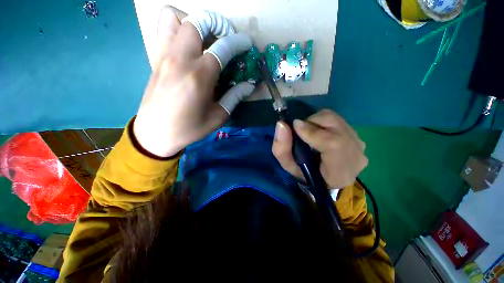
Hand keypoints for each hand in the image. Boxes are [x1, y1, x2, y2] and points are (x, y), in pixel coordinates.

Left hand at [133, 7, 253, 156]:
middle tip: (226, 38)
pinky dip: (177, 27)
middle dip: (218, 24)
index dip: (238, 42)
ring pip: (175, 17)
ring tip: (205, 38)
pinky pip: (163, 28)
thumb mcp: (217, 117)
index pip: (222, 47)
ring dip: (194, 21)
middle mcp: (180, 59)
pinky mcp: (155, 58)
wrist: (155, 133)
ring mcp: (164, 55)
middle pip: (198, 21)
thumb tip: (249, 85)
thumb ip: (234, 97)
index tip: (247, 43)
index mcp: (199, 77)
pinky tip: (188, 45)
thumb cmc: (189, 128)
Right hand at [272, 109, 367, 187]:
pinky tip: (319, 133)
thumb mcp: (289, 166)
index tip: (295, 126)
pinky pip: (338, 120)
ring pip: (335, 119)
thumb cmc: (305, 174)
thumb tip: (281, 124)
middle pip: (334, 125)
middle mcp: (355, 156)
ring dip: (317, 121)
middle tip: (300, 130)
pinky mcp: (358, 136)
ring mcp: (359, 145)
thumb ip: (282, 149)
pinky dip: (324, 122)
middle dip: (312, 122)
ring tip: (309, 132)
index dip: (312, 131)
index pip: (332, 144)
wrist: (325, 178)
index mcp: (339, 172)